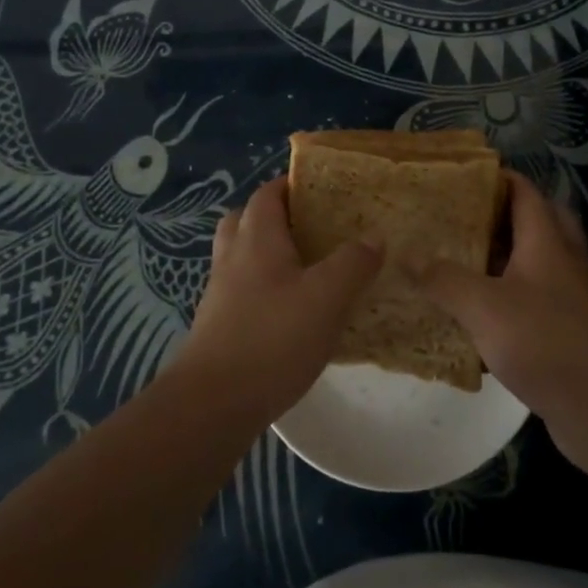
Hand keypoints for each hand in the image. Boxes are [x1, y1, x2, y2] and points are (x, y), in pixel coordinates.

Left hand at [175, 175, 381, 423]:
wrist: (213, 403)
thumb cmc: (272, 338)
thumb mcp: (326, 298)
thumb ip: (353, 263)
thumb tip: (375, 236)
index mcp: (256, 238)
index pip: (268, 193)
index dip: (292, 185)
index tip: (324, 189)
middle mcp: (232, 257)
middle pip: (246, 219)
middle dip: (276, 216)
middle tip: (312, 227)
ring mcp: (220, 292)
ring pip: (241, 255)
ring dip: (267, 253)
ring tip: (306, 268)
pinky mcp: (218, 325)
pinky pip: (241, 289)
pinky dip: (263, 287)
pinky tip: (291, 311)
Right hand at [415, 172, 587, 447]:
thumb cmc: (544, 342)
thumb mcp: (483, 306)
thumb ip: (444, 279)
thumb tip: (408, 255)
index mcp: (546, 242)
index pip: (525, 192)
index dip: (498, 178)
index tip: (462, 176)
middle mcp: (562, 261)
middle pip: (538, 220)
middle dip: (503, 214)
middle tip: (464, 217)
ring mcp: (569, 296)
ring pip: (536, 261)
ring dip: (505, 255)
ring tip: (462, 258)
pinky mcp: (567, 329)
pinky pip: (534, 297)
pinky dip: (509, 294)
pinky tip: (479, 311)